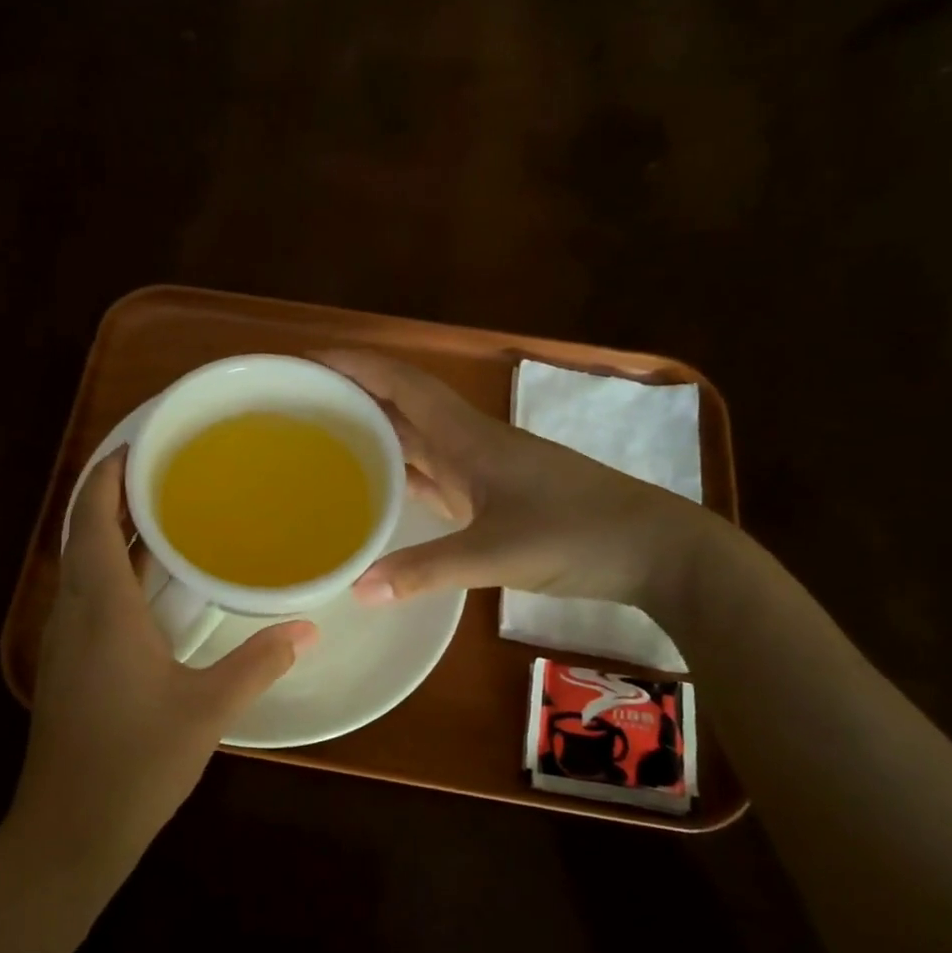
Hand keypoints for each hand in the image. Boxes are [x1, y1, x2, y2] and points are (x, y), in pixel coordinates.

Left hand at [10, 449, 316, 887]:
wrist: (68, 832)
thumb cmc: (135, 763)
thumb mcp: (207, 710)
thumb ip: (259, 663)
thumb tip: (309, 628)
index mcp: (102, 608)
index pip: (91, 519)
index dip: (106, 475)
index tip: (138, 445)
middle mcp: (74, 612)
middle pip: (83, 533)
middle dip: (114, 496)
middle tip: (165, 472)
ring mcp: (64, 640)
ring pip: (82, 565)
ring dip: (112, 533)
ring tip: (163, 515)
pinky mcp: (67, 665)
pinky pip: (86, 595)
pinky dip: (112, 570)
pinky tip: (150, 585)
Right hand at [314, 350, 712, 612]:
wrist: (655, 550)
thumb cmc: (578, 534)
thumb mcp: (497, 553)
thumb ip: (426, 570)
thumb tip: (357, 590)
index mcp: (468, 437)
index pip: (402, 384)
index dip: (355, 365)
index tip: (305, 361)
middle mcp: (469, 444)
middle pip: (401, 406)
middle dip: (352, 396)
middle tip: (296, 407)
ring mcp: (482, 470)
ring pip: (416, 440)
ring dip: (373, 433)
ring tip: (321, 442)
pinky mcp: (491, 497)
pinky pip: (432, 474)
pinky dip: (399, 473)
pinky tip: (375, 488)